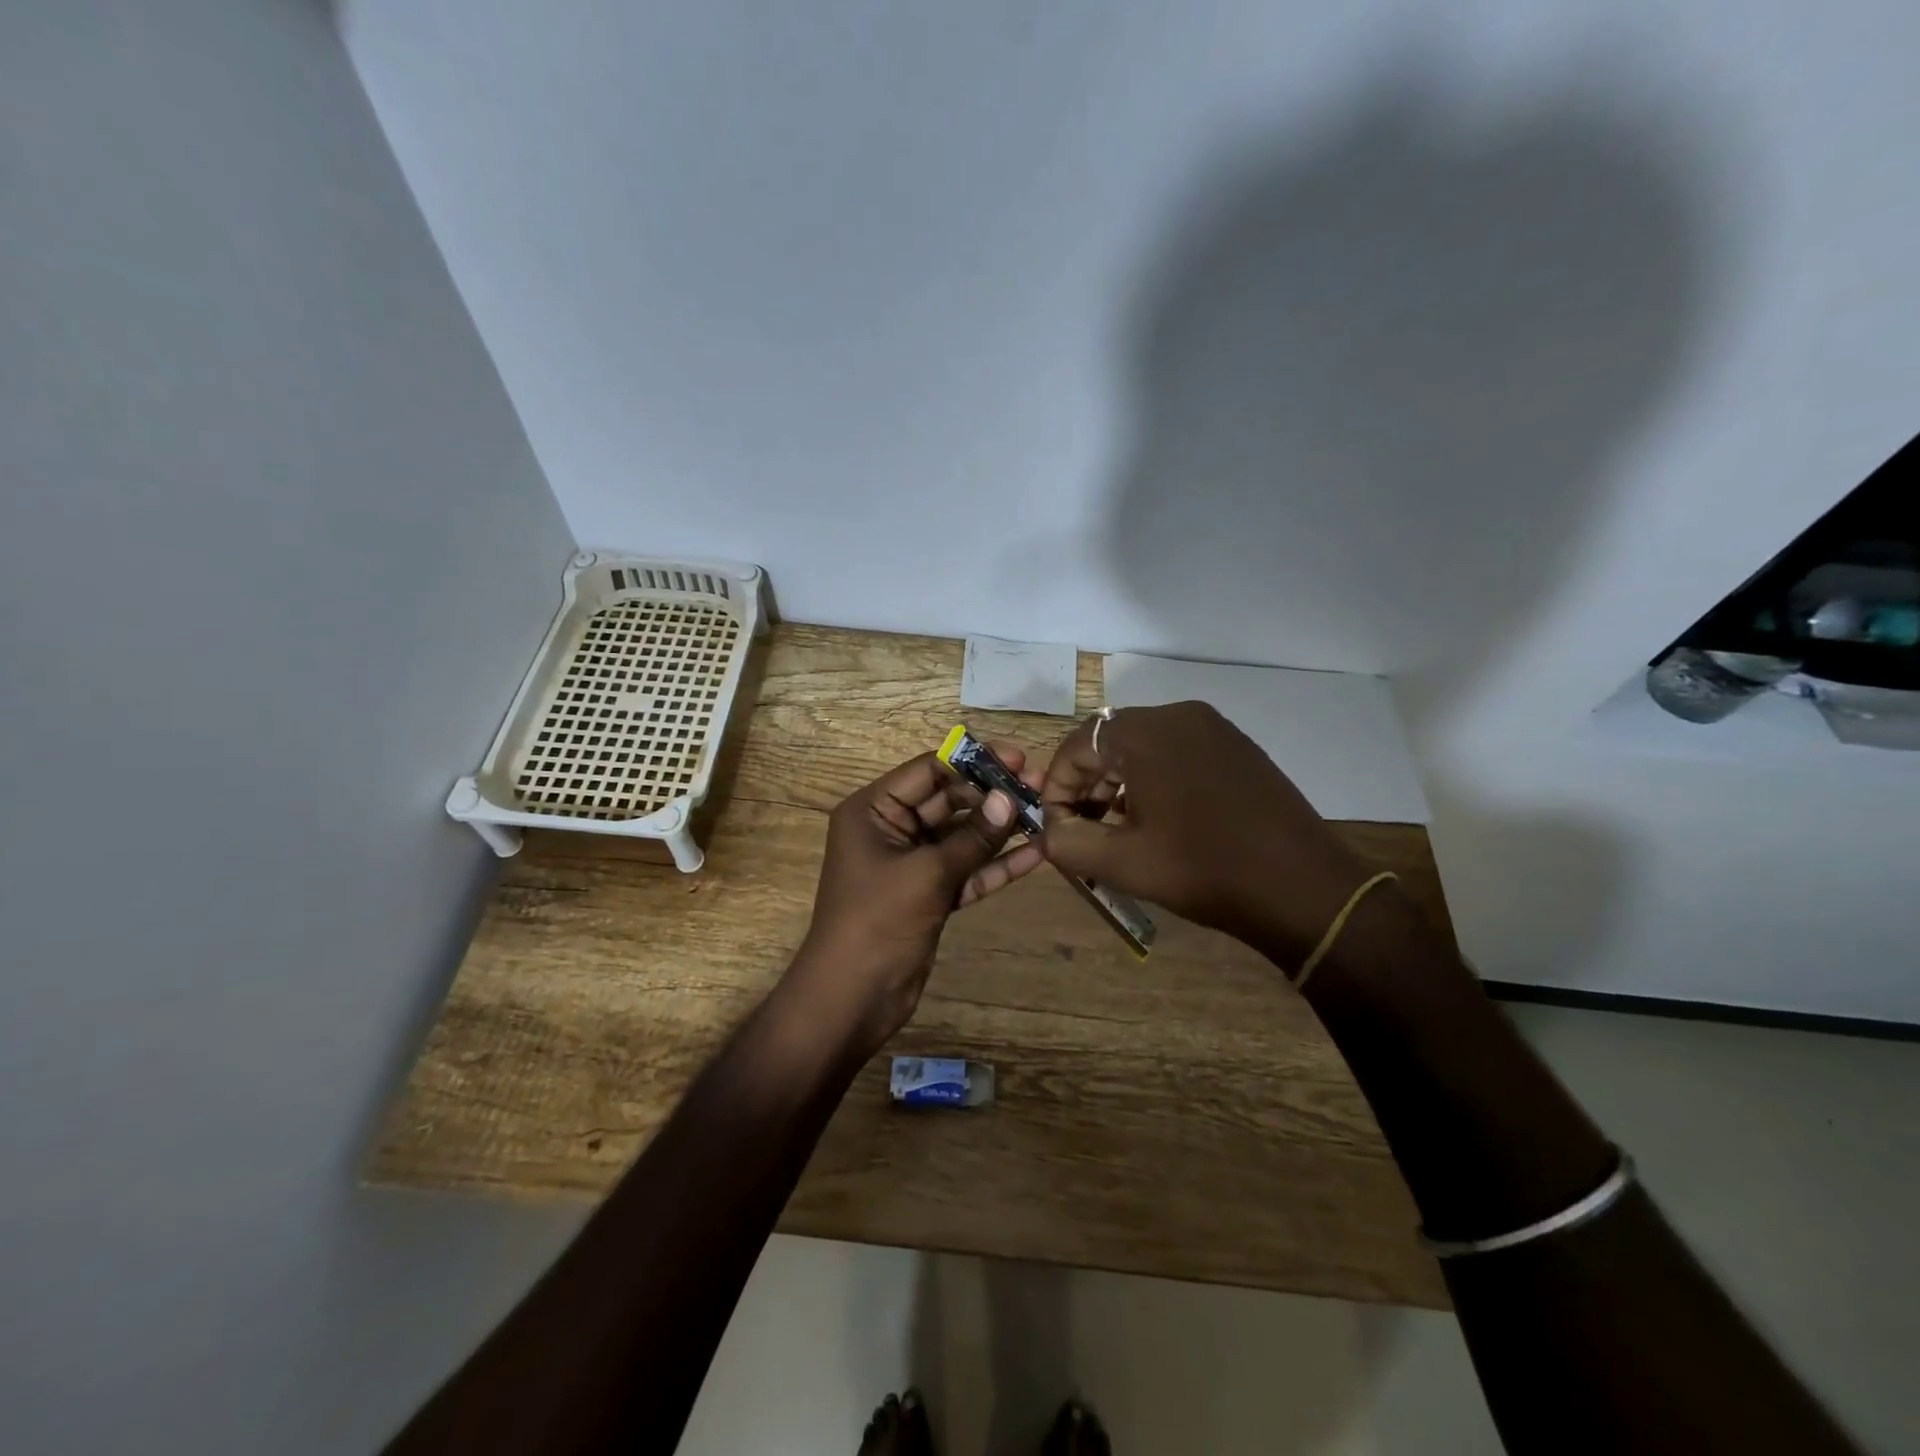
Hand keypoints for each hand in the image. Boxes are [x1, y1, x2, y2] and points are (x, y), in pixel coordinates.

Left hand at [792, 747, 1044, 1054]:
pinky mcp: (930, 894)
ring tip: (1046, 812)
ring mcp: (912, 864)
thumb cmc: (877, 922)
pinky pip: (967, 870)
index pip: (928, 771)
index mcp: (873, 811)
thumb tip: (1010, 799)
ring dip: (1000, 829)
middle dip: (992, 795)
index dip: (973, 762)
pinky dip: (996, 865)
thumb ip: (972, 837)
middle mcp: (891, 830)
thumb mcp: (926, 874)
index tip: (1018, 758)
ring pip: (962, 836)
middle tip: (1041, 785)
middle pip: (948, 800)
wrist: (852, 999)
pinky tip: (1036, 855)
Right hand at [1039, 702, 1376, 965]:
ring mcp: (1214, 728)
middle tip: (1085, 829)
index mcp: (1145, 733)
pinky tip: (1161, 818)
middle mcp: (1178, 714)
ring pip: (1144, 746)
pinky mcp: (1237, 746)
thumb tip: (1050, 830)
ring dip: (1120, 782)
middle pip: (1110, 741)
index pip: (1077, 745)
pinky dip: (1155, 778)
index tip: (1058, 827)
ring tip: (1119, 827)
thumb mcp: (1121, 863)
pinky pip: (1177, 751)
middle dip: (1088, 784)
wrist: (1302, 888)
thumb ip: (1066, 843)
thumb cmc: (1203, 870)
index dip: (1058, 787)